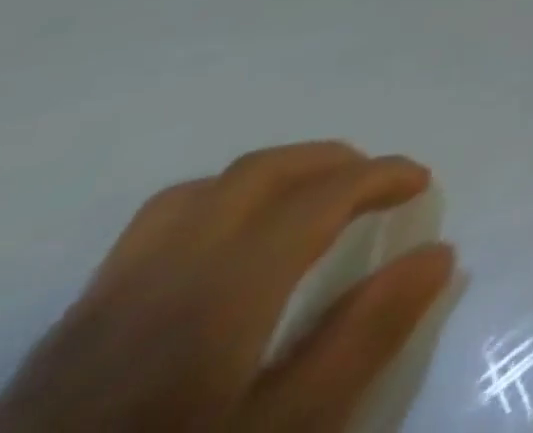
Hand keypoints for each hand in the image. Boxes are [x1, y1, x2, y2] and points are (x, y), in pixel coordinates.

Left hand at [0, 143, 453, 432]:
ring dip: (265, 180)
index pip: (322, 193)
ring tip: (303, 205)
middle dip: (328, 161)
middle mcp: (162, 273)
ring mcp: (100, 304)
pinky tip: (224, 260)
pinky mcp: (60, 340)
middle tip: (373, 182)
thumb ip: (364, 337)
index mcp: (224, 287)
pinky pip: (148, 236)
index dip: (383, 174)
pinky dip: (211, 214)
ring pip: (194, 196)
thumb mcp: (286, 428)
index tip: (421, 182)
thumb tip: (438, 252)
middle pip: (257, 174)